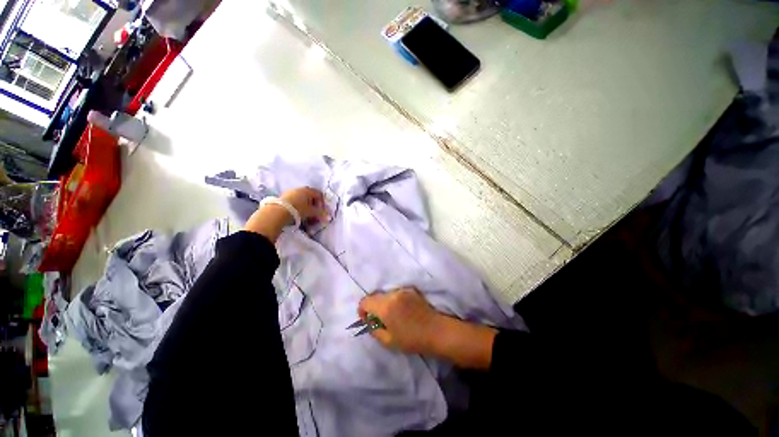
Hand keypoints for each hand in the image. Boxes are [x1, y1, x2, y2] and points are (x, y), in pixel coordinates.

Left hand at [244, 187, 326, 242]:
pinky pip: (294, 202)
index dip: (322, 203)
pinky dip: (298, 207)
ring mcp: (290, 192)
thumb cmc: (298, 209)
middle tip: (314, 214)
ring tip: (305, 216)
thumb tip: (329, 218)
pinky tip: (296, 214)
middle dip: (314, 206)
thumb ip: (321, 214)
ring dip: (305, 207)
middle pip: (310, 196)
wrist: (277, 212)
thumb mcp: (311, 212)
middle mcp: (299, 189)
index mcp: (308, 190)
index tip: (321, 211)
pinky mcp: (283, 198)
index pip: (319, 194)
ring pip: (302, 199)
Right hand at [359, 287, 497, 368]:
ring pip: (386, 294)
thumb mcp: (389, 341)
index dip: (362, 310)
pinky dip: (394, 300)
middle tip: (380, 320)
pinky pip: (396, 293)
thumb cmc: (412, 340)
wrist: (437, 331)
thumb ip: (374, 330)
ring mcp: (403, 290)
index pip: (365, 301)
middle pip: (375, 296)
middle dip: (373, 307)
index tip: (367, 320)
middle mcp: (393, 294)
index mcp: (385, 307)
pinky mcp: (411, 290)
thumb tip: (369, 321)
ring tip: (392, 316)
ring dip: (384, 303)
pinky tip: (402, 311)